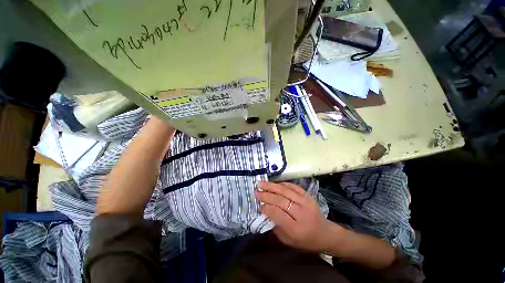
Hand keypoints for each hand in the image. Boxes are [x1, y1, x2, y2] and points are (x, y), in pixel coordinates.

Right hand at [255, 181, 335, 252]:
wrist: (325, 233)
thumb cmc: (305, 240)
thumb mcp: (288, 239)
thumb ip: (276, 224)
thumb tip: (265, 209)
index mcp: (296, 228)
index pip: (278, 213)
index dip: (266, 207)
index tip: (258, 204)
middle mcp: (302, 213)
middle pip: (281, 200)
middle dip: (266, 194)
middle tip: (256, 191)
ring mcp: (306, 202)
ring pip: (285, 191)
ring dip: (272, 186)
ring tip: (261, 183)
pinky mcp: (308, 195)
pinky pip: (293, 186)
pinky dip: (282, 184)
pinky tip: (274, 183)